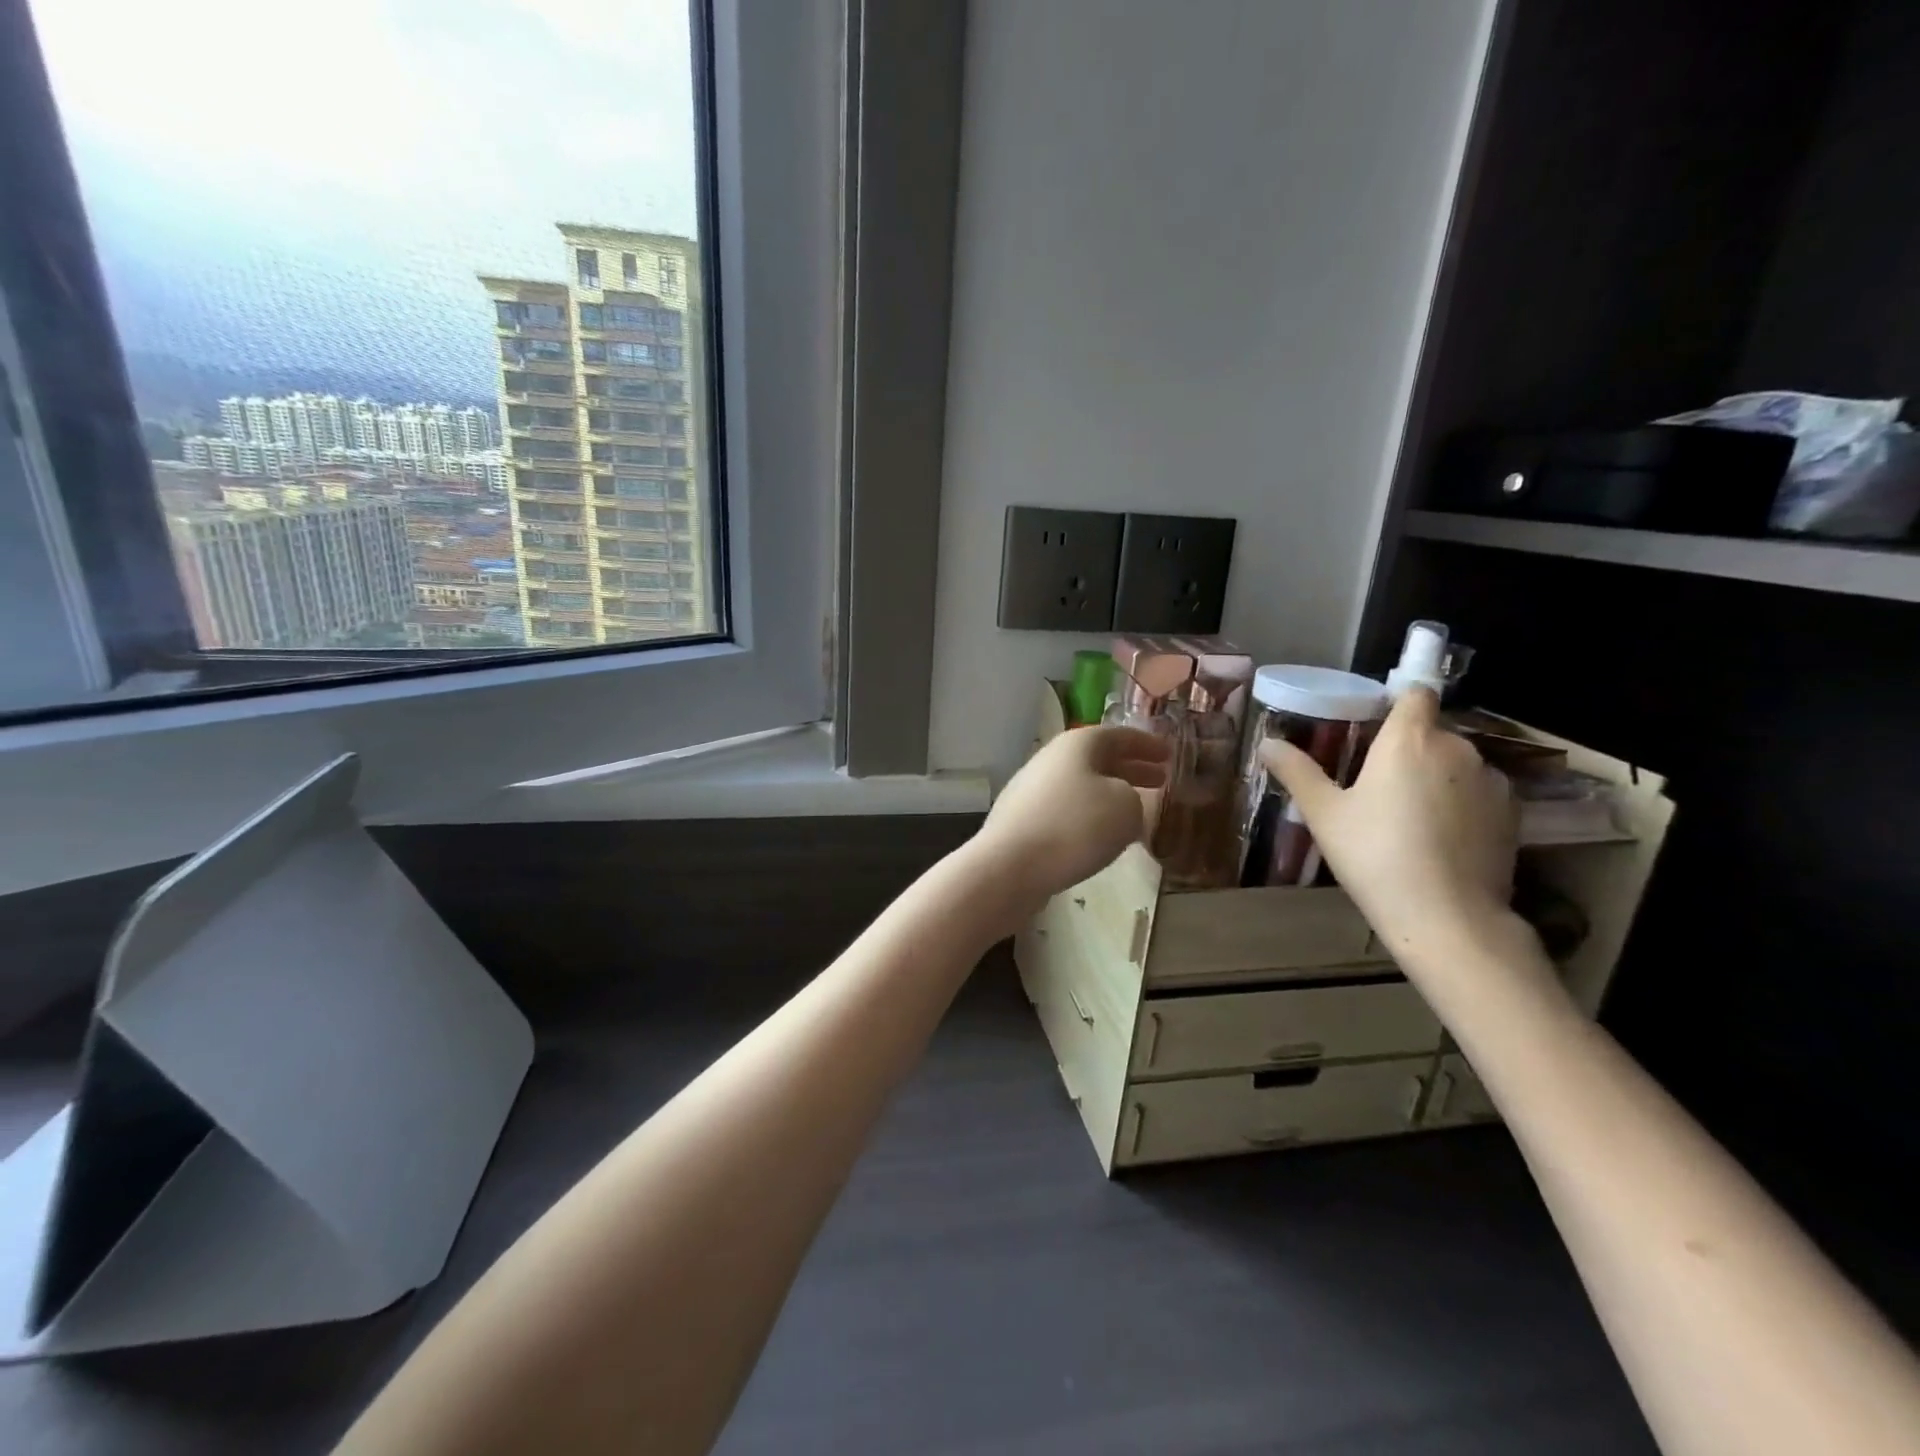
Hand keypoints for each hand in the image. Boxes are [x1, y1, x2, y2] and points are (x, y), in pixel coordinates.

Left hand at [975, 726, 1170, 909]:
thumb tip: (1123, 803)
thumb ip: (1135, 799)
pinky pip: (1066, 810)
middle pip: (1097, 759)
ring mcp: (1032, 790)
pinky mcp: (1023, 821)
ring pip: (1082, 784)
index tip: (1170, 754)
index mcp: (1077, 744)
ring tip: (1137, 809)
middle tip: (1160, 779)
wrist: (1011, 866)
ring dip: (1111, 792)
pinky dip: (1090, 815)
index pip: (1118, 735)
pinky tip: (1102, 836)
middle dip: (1131, 768)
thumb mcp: (1126, 808)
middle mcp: (1051, 760)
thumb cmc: (1075, 826)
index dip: (1147, 744)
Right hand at [1262, 688, 1518, 961]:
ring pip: (1457, 763)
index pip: (1415, 693)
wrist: (1447, 917)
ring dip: (1437, 776)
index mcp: (1409, 739)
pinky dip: (1462, 803)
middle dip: (1408, 749)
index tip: (1374, 727)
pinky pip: (1479, 792)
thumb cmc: (1375, 856)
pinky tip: (1441, 837)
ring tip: (1411, 816)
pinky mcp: (1514, 813)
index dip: (1396, 703)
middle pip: (1432, 732)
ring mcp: (1492, 780)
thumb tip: (1267, 743)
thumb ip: (1297, 771)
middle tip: (1377, 785)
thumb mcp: (1324, 814)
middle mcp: (1458, 747)